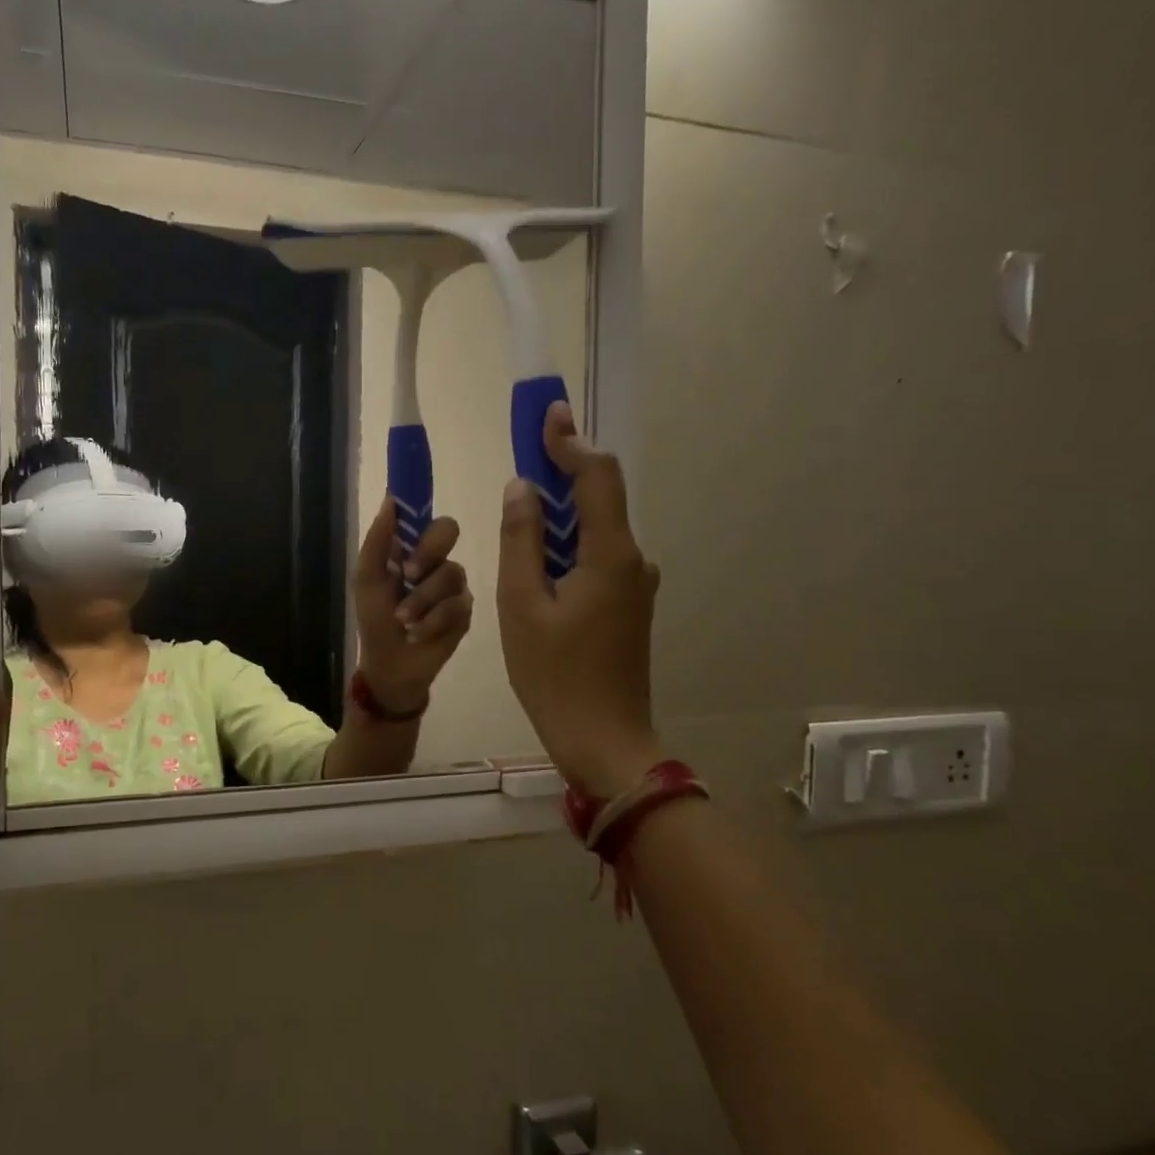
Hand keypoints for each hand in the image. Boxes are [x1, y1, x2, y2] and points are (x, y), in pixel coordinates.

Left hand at [352, 497, 473, 714]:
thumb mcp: (367, 580)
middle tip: (409, 572)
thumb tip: (390, 500)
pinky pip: (457, 605)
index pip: (424, 516)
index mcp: (409, 549)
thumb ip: (377, 541)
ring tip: (403, 621)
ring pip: (450, 573)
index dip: (422, 508)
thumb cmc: (374, 620)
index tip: (416, 508)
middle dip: (427, 551)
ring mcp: (453, 586)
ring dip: (421, 600)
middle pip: (448, 531)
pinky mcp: (465, 612)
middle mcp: (435, 561)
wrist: (390, 665)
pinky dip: (431, 621)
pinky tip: (418, 634)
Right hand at [497, 403, 663, 796]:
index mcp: (610, 555)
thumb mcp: (521, 604)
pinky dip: (566, 548)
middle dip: (560, 474)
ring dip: (559, 517)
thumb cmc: (553, 674)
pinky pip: (596, 559)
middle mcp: (633, 561)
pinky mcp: (628, 607)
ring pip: (594, 532)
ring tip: (518, 519)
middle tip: (522, 458)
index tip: (546, 414)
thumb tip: (522, 488)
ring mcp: (635, 586)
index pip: (597, 476)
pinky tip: (537, 566)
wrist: (603, 740)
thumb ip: (521, 540)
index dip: (570, 441)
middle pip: (598, 500)